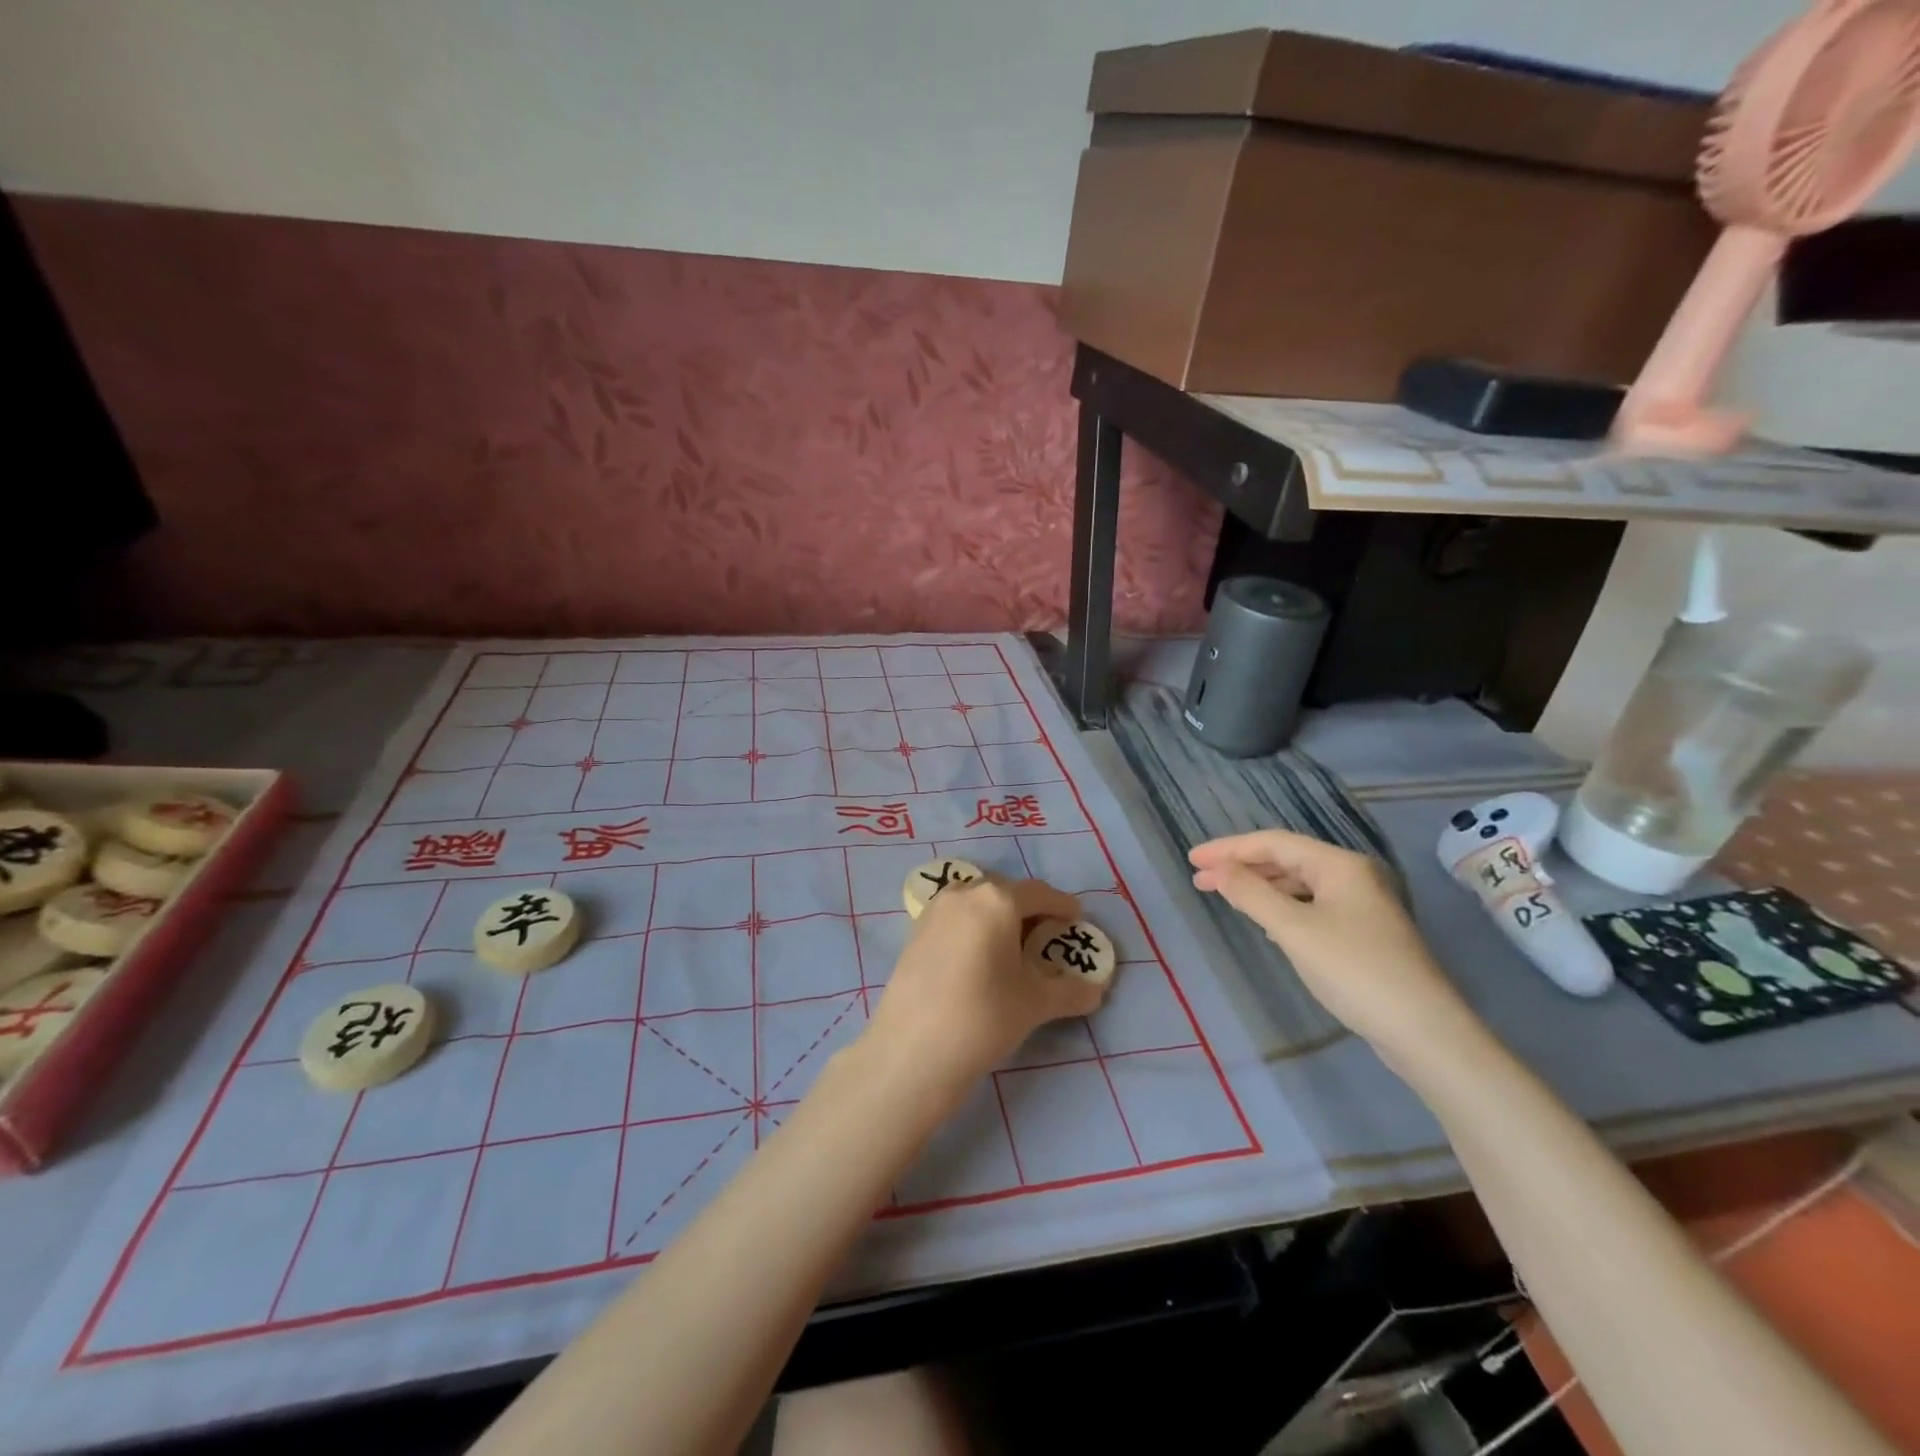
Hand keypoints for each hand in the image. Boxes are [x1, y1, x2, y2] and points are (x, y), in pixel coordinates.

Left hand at [864, 878, 1105, 1098]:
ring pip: (976, 903)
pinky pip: (955, 918)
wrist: (913, 1050)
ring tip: (1011, 949)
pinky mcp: (915, 932)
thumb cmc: (984, 1017)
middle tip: (1045, 936)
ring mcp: (935, 910)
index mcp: (998, 900)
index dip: (1061, 906)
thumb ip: (1070, 991)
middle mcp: (965, 894)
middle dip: (1028, 910)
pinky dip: (973, 928)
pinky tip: (978, 959)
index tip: (1075, 920)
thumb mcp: (1035, 1004)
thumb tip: (1096, 990)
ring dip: (997, 917)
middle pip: (1006, 892)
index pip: (1040, 893)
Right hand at [1188, 830, 1475, 1058]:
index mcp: (1339, 865)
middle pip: (1287, 859)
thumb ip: (1251, 894)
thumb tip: (1217, 869)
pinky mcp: (1364, 932)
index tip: (1191, 859)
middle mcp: (1353, 875)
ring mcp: (1362, 904)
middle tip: (1200, 879)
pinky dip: (1282, 905)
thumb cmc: (1354, 971)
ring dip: (1261, 886)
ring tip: (1225, 895)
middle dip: (1242, 867)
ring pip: (1300, 883)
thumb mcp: (1294, 930)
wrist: (1424, 1031)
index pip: (1273, 842)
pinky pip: (1312, 905)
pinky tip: (1265, 920)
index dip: (1229, 848)